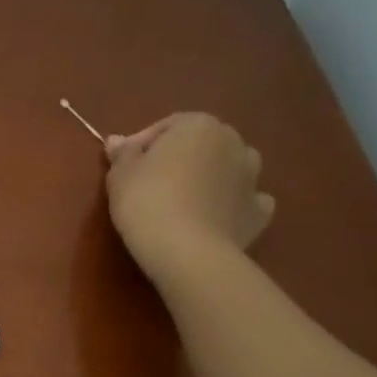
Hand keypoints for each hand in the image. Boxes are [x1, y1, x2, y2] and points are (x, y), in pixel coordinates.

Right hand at [104, 114, 274, 279]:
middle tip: (152, 183)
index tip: (125, 166)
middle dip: (180, 158)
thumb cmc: (147, 201)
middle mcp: (234, 142)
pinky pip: (245, 200)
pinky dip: (231, 205)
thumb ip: (123, 154)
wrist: (186, 250)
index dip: (143, 144)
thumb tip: (117, 141)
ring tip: (184, 200)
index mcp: (199, 126)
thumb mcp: (120, 175)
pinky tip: (214, 218)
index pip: (168, 126)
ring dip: (211, 177)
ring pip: (229, 169)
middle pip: (202, 144)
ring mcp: (252, 177)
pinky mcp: (259, 211)